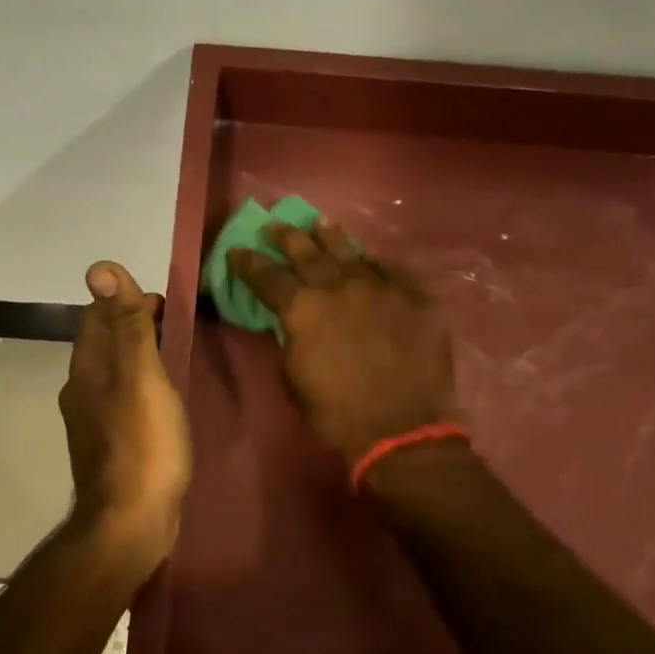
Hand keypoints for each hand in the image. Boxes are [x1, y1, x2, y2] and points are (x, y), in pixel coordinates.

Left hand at [60, 261, 190, 576]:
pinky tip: (163, 404)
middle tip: (174, 326)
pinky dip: (141, 392)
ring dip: (137, 361)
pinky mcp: (111, 451)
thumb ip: (126, 325)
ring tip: (172, 358)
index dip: (124, 302)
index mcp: (87, 371)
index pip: (96, 319)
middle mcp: (82, 394)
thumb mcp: (141, 377)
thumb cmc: (142, 445)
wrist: (130, 522)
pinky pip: (124, 406)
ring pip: (113, 378)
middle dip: (131, 329)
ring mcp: (94, 426)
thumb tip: (99, 267)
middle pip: (103, 347)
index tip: (163, 301)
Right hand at [230, 223, 457, 462]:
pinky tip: (371, 259)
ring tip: (320, 225)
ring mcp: (382, 287)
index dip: (248, 263)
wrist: (400, 428)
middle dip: (288, 237)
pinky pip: (394, 269)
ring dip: (331, 237)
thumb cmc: (335, 413)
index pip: (267, 276)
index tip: (237, 250)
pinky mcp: (417, 297)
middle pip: (308, 252)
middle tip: (276, 226)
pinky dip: (377, 263)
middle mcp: (339, 286)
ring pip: (351, 251)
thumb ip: (291, 340)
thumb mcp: (294, 378)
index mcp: (302, 309)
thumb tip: (293, 325)